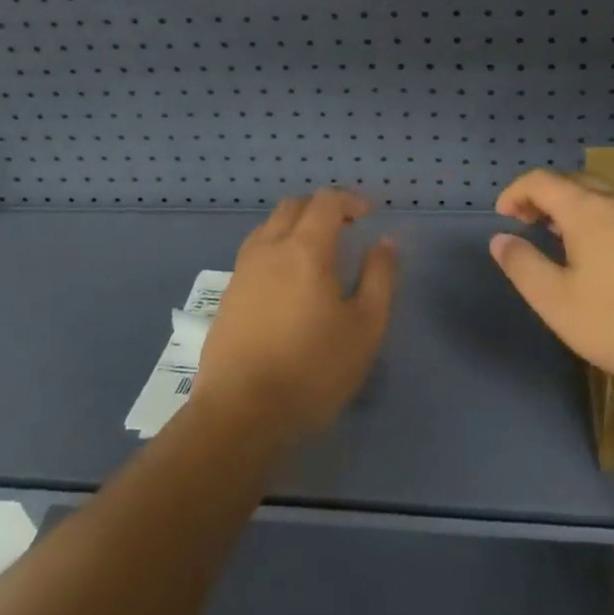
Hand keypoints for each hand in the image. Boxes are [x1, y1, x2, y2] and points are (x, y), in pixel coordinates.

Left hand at [194, 189, 396, 442]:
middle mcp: (269, 249)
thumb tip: (385, 242)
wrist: (240, 414)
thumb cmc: (313, 370)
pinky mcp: (228, 296)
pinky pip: (254, 253)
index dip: (350, 200)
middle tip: (346, 229)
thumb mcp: (365, 327)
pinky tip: (288, 283)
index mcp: (304, 248)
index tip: (369, 216)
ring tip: (317, 254)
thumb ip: (380, 277)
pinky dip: (276, 250)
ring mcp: (242, 271)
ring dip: (295, 226)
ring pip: (269, 227)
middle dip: (322, 208)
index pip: (326, 201)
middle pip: (293, 206)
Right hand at [489, 169, 613, 397]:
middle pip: (573, 181)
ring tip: (564, 241)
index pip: (541, 180)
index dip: (516, 192)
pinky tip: (608, 258)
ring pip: (604, 195)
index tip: (503, 218)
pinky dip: (603, 220)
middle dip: (544, 197)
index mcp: (587, 209)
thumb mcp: (559, 303)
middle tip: (530, 227)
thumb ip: (523, 266)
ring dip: (575, 207)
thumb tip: (500, 239)